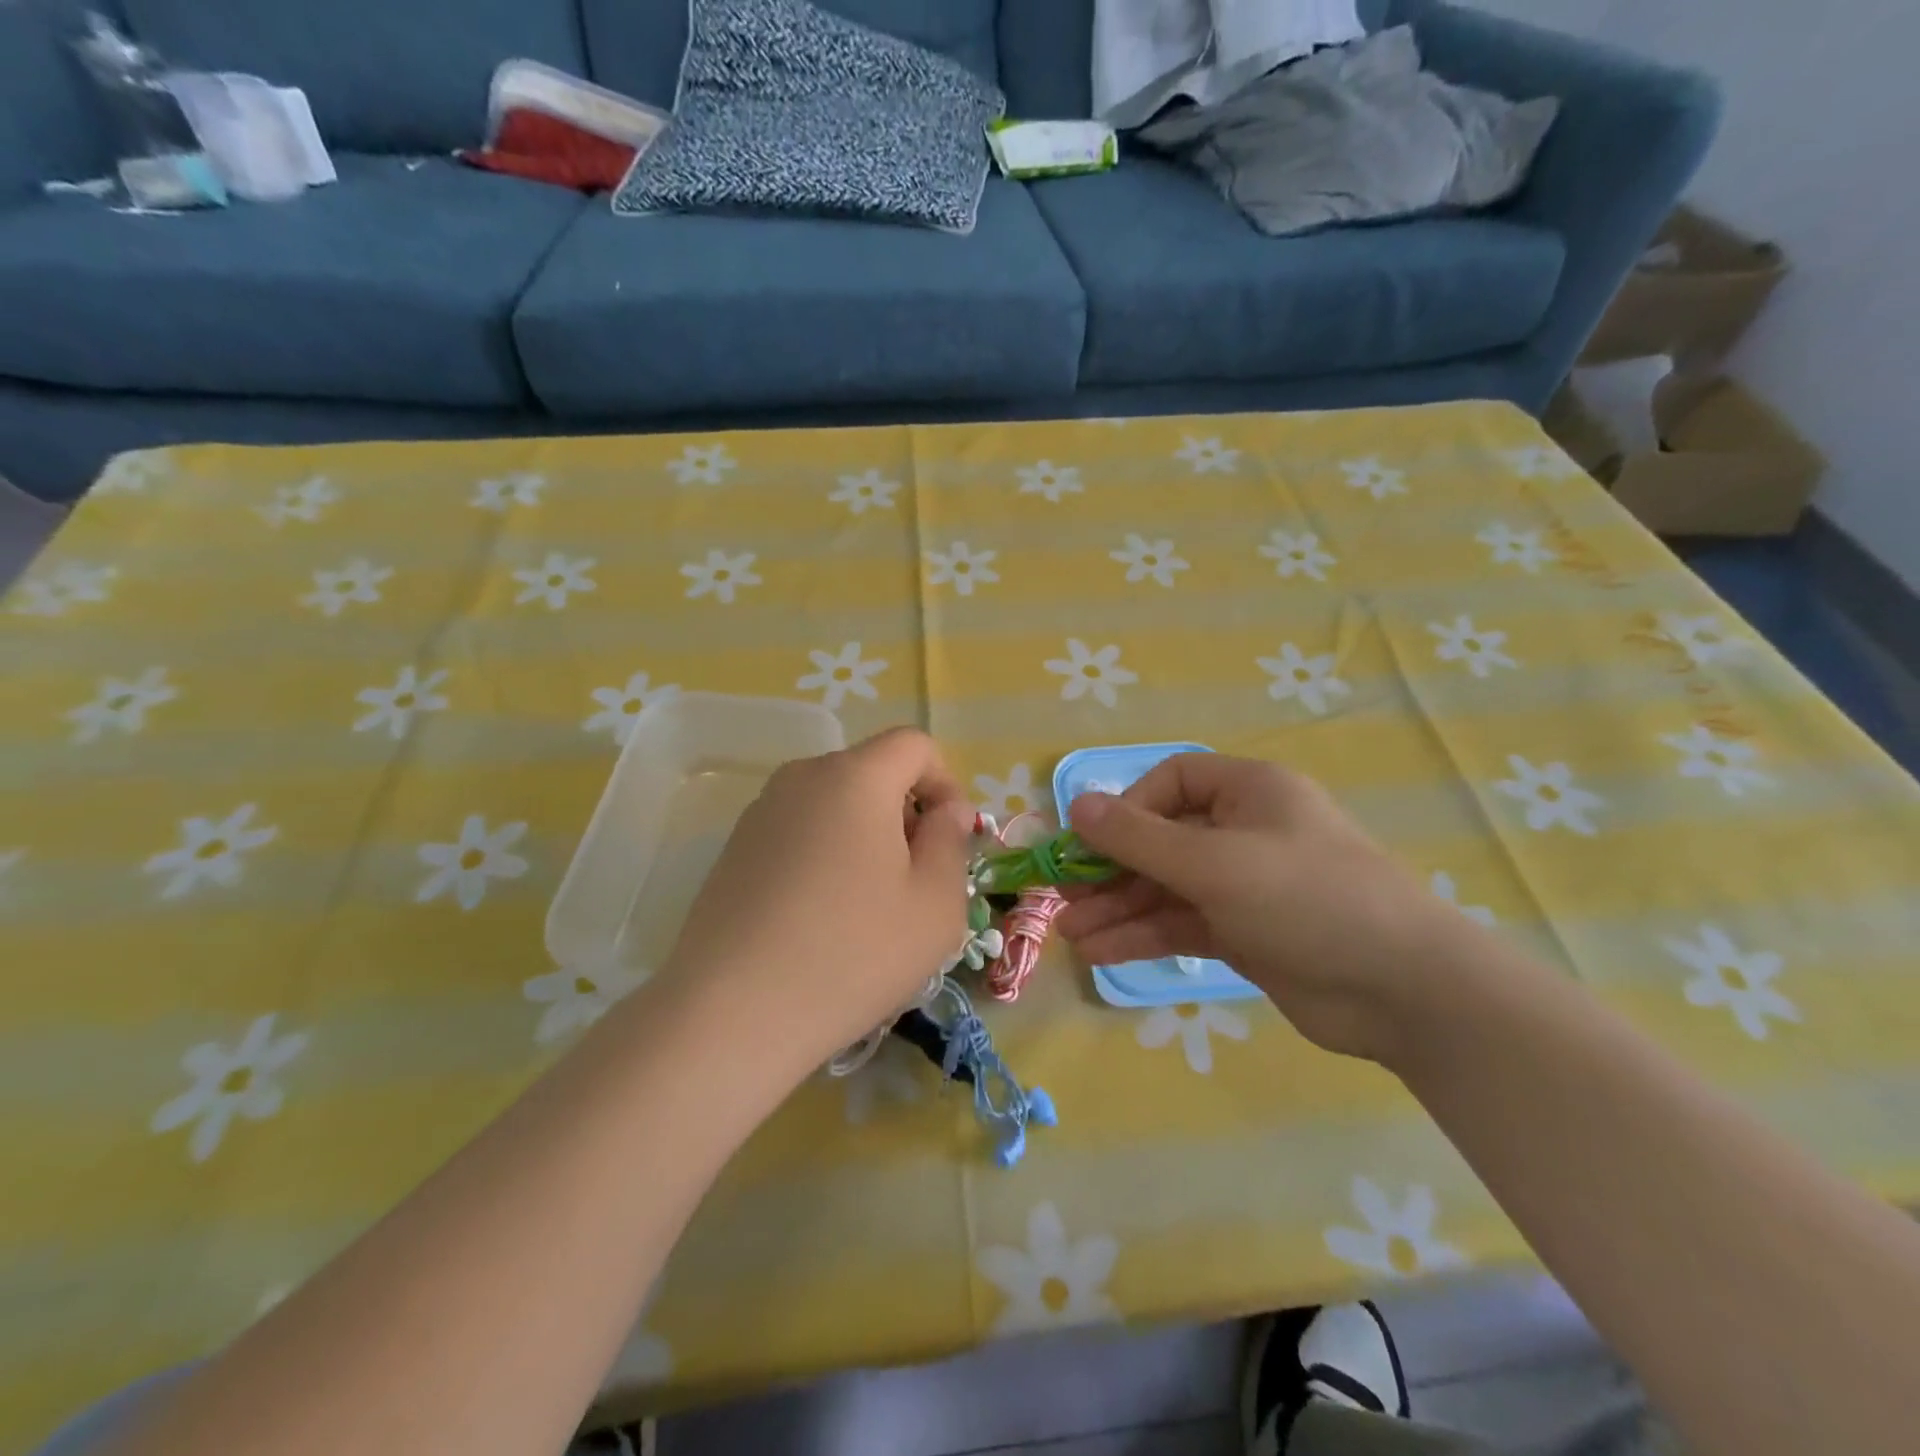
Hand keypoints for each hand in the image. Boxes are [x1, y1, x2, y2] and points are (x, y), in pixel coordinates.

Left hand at [658, 727, 974, 1082]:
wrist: (732, 1013)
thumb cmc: (853, 953)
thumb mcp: (935, 904)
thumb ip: (952, 842)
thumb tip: (946, 811)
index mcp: (855, 777)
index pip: (914, 745)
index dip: (945, 783)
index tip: (948, 841)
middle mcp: (802, 777)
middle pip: (872, 773)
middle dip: (905, 815)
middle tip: (913, 883)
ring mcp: (760, 812)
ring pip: (834, 804)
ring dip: (864, 837)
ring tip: (866, 908)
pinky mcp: (734, 849)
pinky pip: (799, 832)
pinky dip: (824, 856)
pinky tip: (819, 919)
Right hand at [1058, 754, 1481, 1064]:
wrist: (1404, 991)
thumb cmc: (1307, 899)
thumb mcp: (1215, 863)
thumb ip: (1139, 838)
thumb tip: (1076, 805)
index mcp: (1248, 792)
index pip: (1171, 782)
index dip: (1128, 808)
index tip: (1093, 842)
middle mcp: (1244, 831)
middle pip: (1161, 840)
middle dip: (1111, 870)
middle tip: (1062, 898)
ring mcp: (1244, 885)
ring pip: (1166, 887)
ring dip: (1120, 908)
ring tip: (1072, 934)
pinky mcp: (1245, 932)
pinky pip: (1182, 923)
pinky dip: (1144, 935)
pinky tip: (1103, 951)